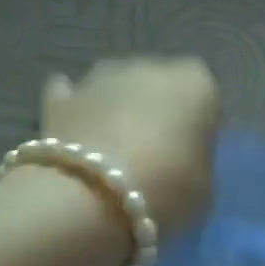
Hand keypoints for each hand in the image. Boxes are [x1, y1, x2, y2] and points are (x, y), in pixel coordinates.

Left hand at [41, 58, 220, 239]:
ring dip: (116, 111)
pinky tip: (76, 139)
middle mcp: (149, 66)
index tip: (190, 155)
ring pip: (115, 90)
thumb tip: (181, 159)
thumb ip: (197, 162)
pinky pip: (73, 100)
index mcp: (195, 83)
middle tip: (152, 156)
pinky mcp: (59, 97)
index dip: (198, 127)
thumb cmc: (165, 191)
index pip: (205, 98)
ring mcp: (99, 77)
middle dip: (155, 112)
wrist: (90, 199)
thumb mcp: (205, 189)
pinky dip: (76, 113)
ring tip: (111, 153)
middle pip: (157, 87)